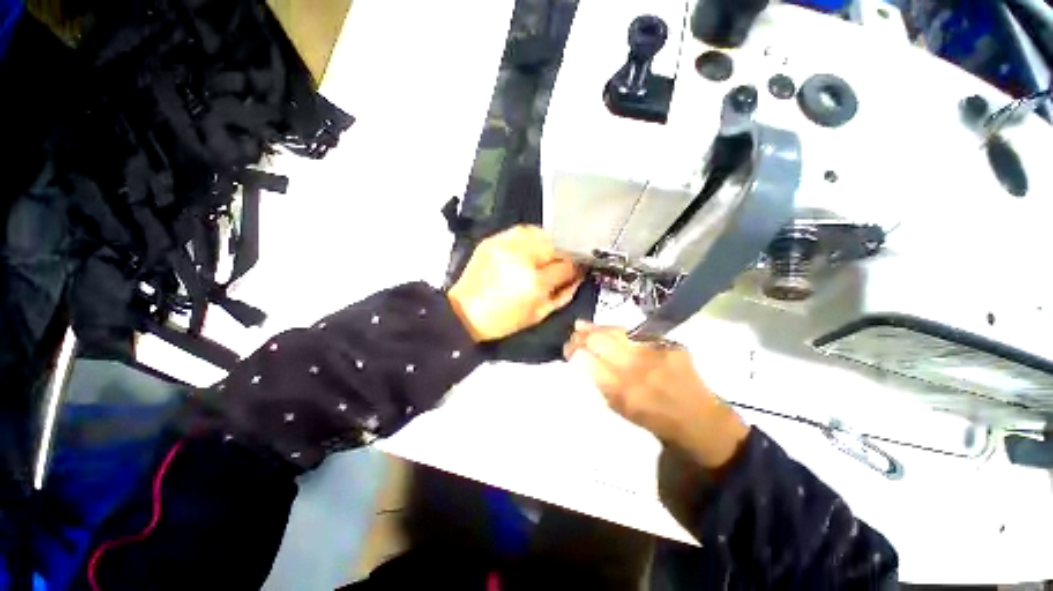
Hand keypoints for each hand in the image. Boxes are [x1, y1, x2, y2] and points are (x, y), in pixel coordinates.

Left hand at [447, 225, 583, 341]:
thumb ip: (563, 294)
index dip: (575, 267)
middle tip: (560, 263)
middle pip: (555, 245)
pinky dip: (531, 237)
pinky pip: (520, 230)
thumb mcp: (538, 315)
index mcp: (535, 281)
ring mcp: (506, 245)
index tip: (577, 269)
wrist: (465, 312)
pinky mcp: (493, 240)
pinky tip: (530, 248)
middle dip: (562, 254)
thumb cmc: (503, 320)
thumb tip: (577, 278)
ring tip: (546, 254)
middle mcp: (522, 257)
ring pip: (540, 233)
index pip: (566, 265)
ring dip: (548, 242)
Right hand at [564, 321, 749, 469]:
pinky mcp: (670, 344)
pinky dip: (619, 332)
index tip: (567, 350)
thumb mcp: (621, 410)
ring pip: (616, 332)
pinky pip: (636, 333)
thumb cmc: (655, 422)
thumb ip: (601, 383)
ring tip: (583, 327)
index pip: (587, 360)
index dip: (573, 351)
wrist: (700, 422)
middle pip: (599, 341)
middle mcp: (637, 368)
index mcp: (622, 391)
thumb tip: (583, 359)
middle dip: (581, 336)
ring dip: (596, 328)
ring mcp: (655, 353)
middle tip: (573, 336)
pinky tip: (610, 331)